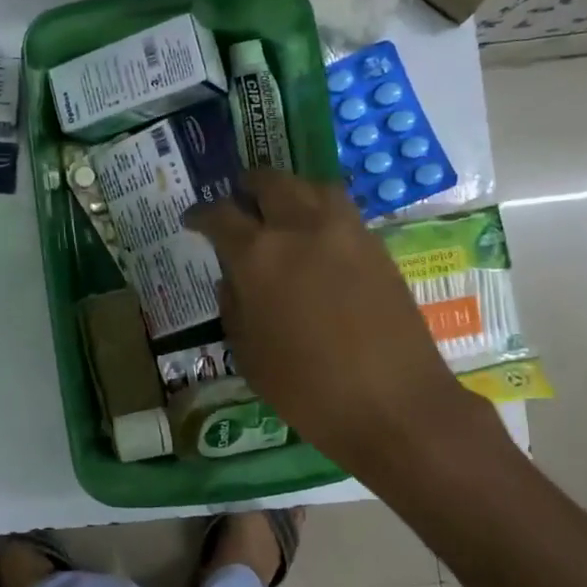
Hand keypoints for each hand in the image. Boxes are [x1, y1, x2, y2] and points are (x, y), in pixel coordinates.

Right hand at [185, 171, 491, 477]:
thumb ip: (233, 307)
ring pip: (311, 186)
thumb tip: (232, 279)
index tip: (192, 219)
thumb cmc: (307, 389)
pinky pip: (342, 209)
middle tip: (238, 201)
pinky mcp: (377, 245)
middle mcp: (300, 228)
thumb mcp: (249, 355)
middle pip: (269, 182)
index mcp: (258, 256)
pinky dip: (321, 209)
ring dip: (289, 190)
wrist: (393, 404)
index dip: (201, 214)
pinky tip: (317, 235)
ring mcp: (345, 231)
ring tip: (281, 208)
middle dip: (247, 187)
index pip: (220, 215)